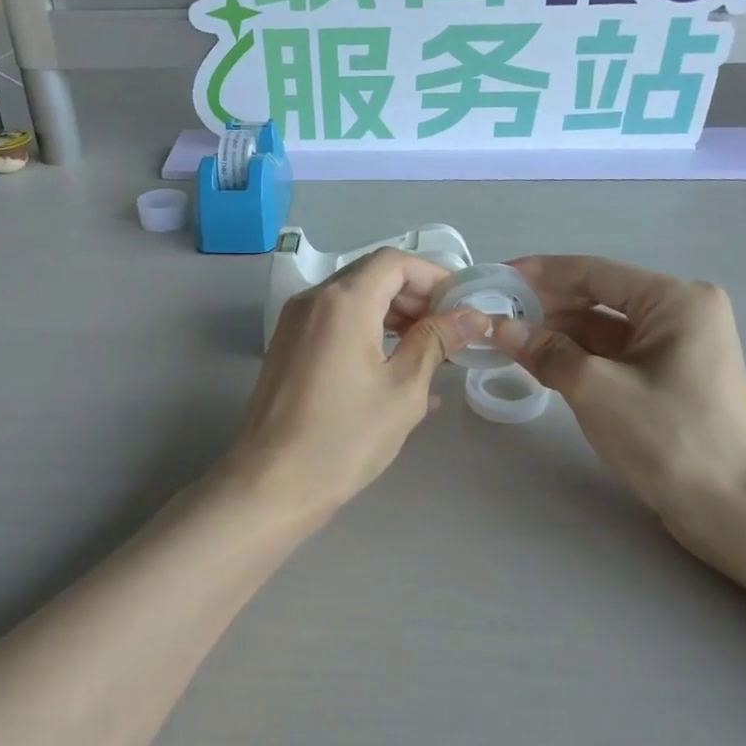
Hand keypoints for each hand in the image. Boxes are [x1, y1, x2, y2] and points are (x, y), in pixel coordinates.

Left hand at [228, 248, 489, 521]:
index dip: (434, 277)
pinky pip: (334, 325)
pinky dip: (367, 333)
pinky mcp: (286, 348)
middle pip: (372, 276)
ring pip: (352, 301)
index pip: (395, 262)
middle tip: (449, 333)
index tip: (461, 308)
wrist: (272, 484)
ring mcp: (294, 324)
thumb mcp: (403, 389)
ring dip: (392, 316)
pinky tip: (394, 369)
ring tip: (428, 353)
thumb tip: (472, 315)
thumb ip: (437, 341)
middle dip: (415, 297)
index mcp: (343, 301)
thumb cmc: (345, 437)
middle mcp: (313, 300)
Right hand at [493, 256, 745, 555]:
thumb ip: (546, 353)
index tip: (496, 279)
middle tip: (495, 315)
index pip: (594, 272)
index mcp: (675, 300)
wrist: (733, 508)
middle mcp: (681, 313)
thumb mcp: (597, 390)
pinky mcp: (670, 378)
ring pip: (605, 329)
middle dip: (547, 306)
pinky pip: (615, 355)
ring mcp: (678, 347)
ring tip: (508, 340)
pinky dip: (579, 358)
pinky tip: (542, 364)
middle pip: (600, 297)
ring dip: (559, 334)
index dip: (540, 274)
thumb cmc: (669, 437)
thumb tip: (501, 328)